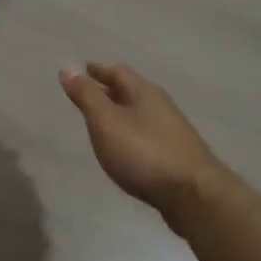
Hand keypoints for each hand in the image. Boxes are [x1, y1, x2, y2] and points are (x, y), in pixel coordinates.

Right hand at [60, 63, 229, 233]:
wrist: (193, 195)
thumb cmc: (144, 153)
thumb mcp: (106, 122)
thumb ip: (87, 96)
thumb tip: (67, 66)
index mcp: (145, 92)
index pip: (118, 72)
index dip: (98, 71)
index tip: (83, 69)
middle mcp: (161, 106)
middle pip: (132, 91)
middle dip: (110, 90)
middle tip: (90, 94)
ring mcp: (172, 131)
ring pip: (141, 113)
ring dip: (122, 112)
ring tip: (104, 121)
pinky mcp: (177, 155)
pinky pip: (148, 134)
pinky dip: (132, 133)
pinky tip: (127, 148)